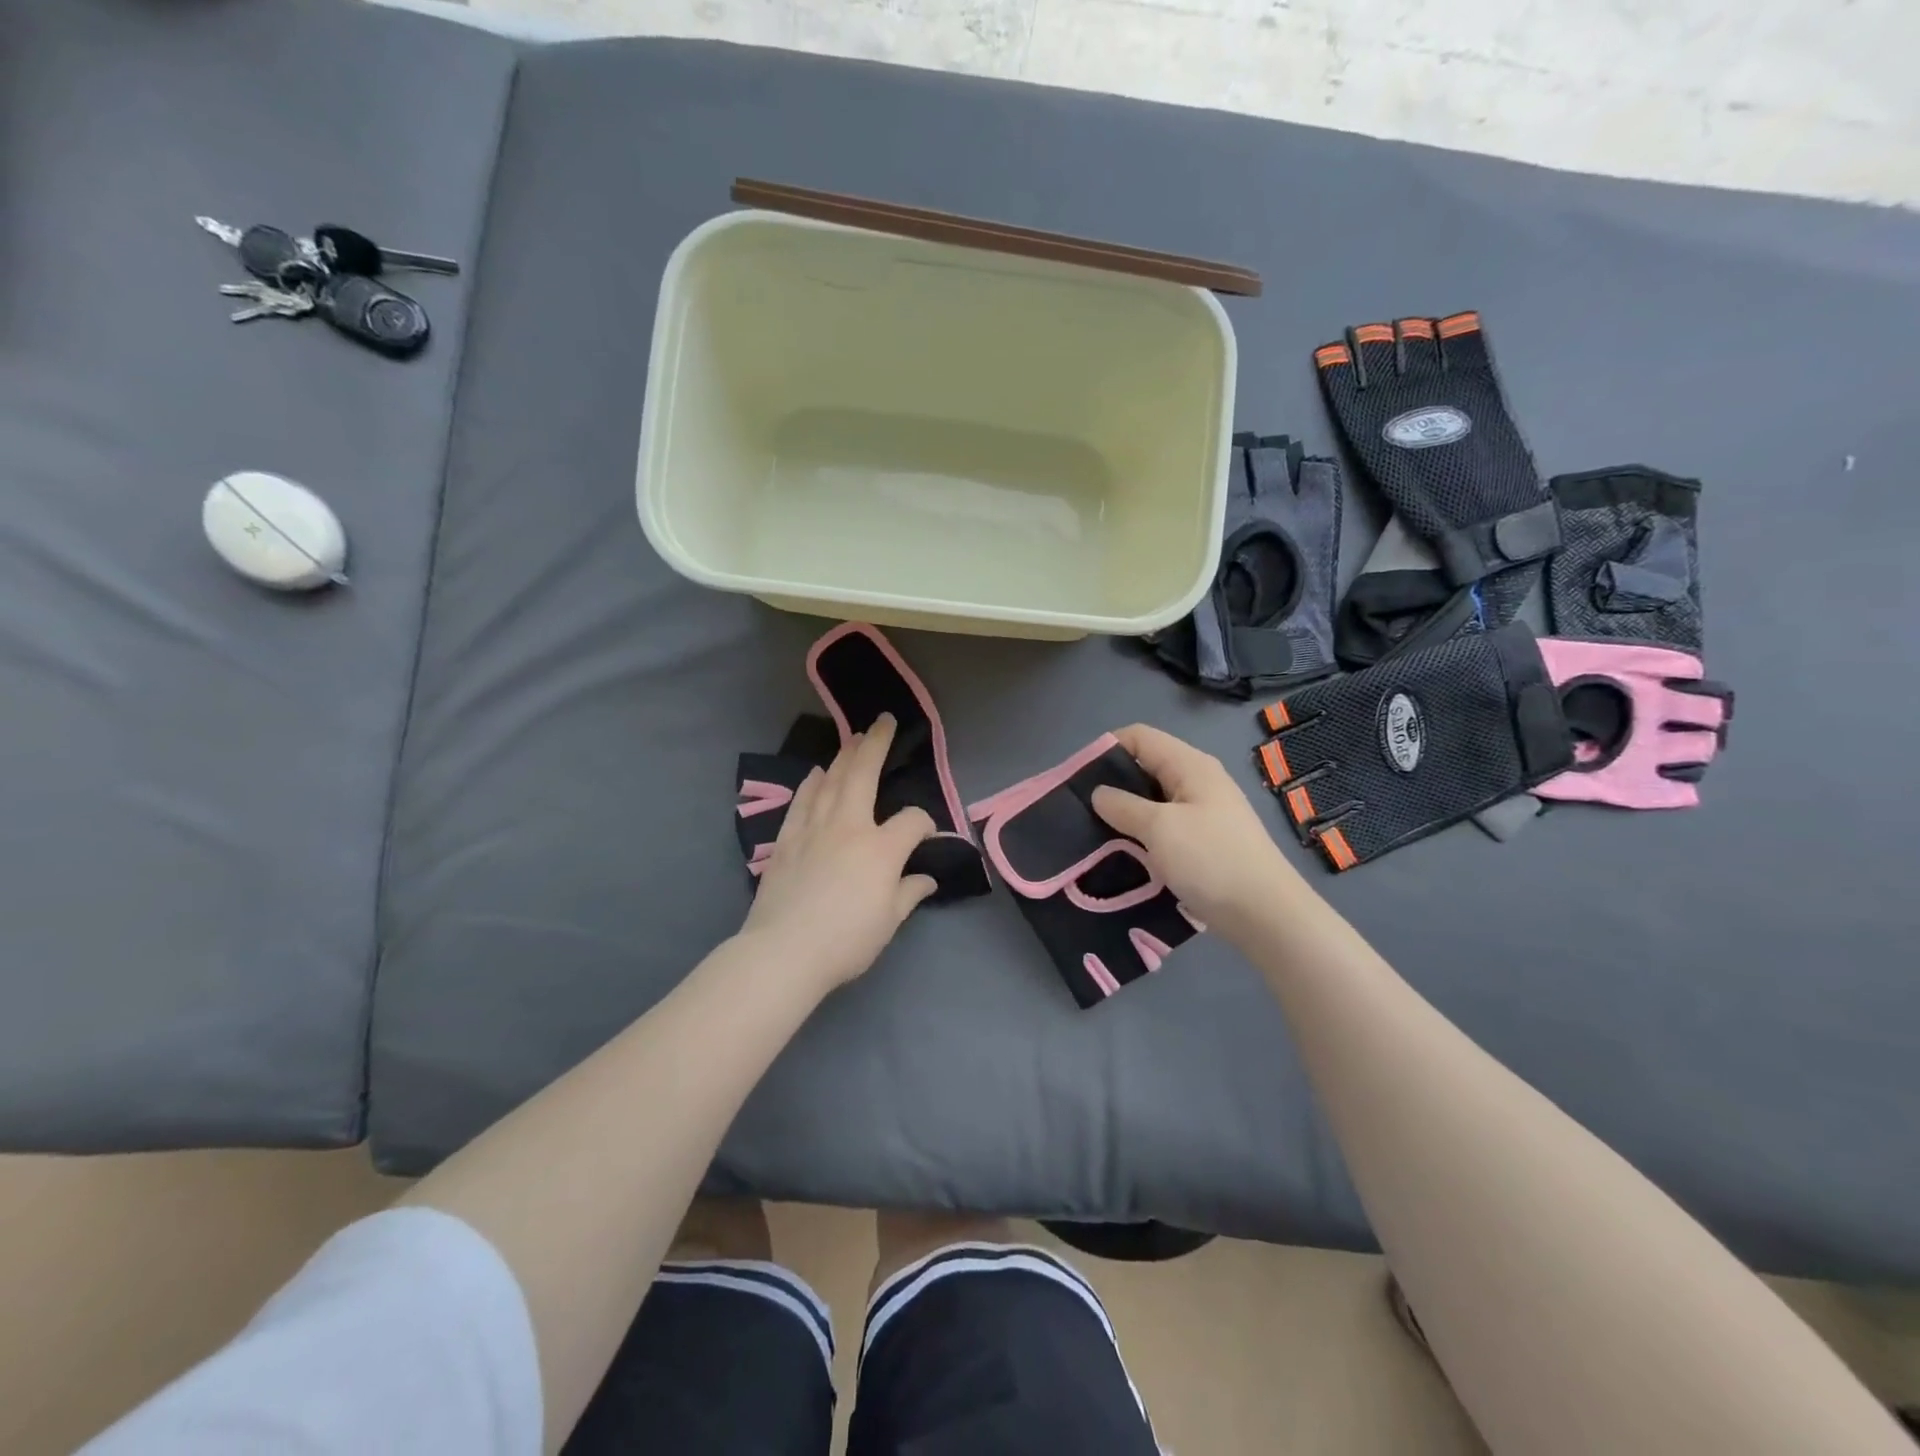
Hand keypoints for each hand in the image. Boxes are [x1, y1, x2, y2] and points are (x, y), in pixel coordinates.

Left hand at [740, 713, 937, 992]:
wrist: (785, 951)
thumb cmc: (846, 939)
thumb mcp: (889, 921)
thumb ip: (909, 893)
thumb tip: (926, 878)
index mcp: (882, 847)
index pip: (913, 820)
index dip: (926, 824)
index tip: (928, 838)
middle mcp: (849, 826)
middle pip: (864, 774)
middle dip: (876, 744)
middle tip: (882, 720)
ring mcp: (814, 828)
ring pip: (831, 780)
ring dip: (843, 756)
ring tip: (852, 737)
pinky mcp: (787, 839)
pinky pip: (802, 801)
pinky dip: (811, 784)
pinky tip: (816, 773)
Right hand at [1091, 724, 1308, 938]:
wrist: (1265, 914)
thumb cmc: (1211, 860)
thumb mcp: (1160, 828)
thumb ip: (1124, 806)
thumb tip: (1099, 793)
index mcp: (1190, 765)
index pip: (1140, 737)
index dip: (1106, 748)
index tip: (1076, 776)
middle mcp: (1197, 781)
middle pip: (1145, 766)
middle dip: (1112, 783)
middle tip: (1080, 808)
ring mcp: (1203, 812)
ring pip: (1153, 800)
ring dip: (1125, 812)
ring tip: (1095, 832)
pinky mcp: (1204, 841)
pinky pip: (1164, 826)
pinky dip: (1142, 833)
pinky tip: (1124, 852)